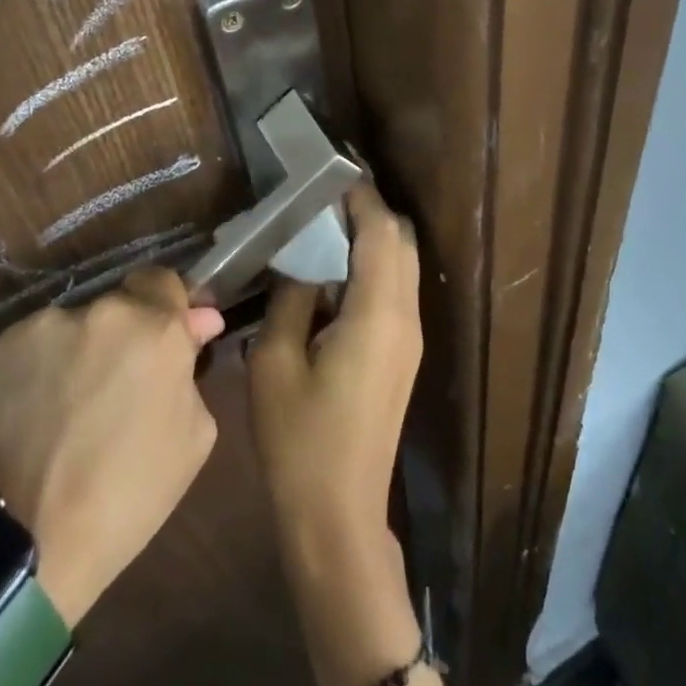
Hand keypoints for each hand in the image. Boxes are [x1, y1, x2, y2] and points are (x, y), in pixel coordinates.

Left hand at [0, 269, 223, 625]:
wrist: (18, 547)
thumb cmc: (125, 496)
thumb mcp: (193, 438)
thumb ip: (192, 369)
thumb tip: (194, 326)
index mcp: (155, 328)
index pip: (165, 281)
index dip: (169, 307)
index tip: (171, 336)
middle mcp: (100, 313)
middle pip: (118, 307)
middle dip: (123, 338)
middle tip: (116, 388)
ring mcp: (41, 328)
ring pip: (70, 329)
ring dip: (77, 354)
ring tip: (64, 412)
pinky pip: (27, 351)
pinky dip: (34, 373)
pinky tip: (28, 418)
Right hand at [250, 182, 421, 563]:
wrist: (338, 516)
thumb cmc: (299, 441)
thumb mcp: (275, 361)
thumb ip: (291, 297)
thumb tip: (302, 260)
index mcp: (378, 312)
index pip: (380, 230)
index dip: (360, 194)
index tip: (331, 168)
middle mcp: (406, 317)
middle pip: (401, 241)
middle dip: (369, 210)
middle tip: (323, 195)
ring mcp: (410, 338)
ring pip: (402, 265)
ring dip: (372, 238)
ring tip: (324, 224)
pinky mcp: (403, 355)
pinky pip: (395, 291)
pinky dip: (372, 267)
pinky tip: (333, 272)